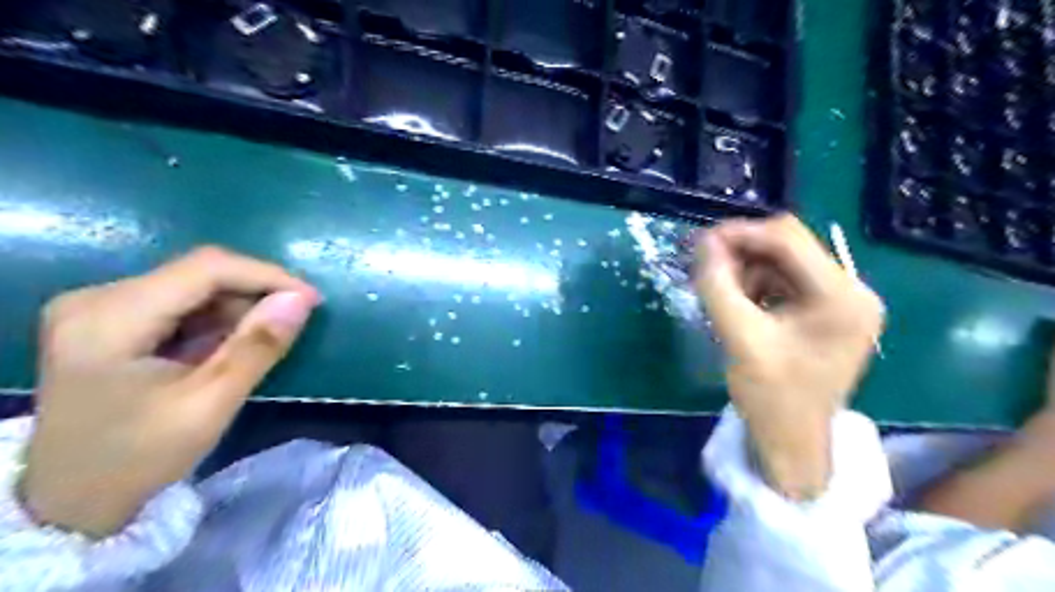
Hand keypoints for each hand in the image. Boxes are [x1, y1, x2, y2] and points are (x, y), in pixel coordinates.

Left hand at [19, 246, 317, 536]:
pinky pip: (180, 302)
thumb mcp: (210, 405)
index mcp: (109, 319)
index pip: (205, 269)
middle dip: (254, 292)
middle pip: (197, 272)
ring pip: (193, 284)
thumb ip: (257, 347)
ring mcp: (98, 306)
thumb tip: (302, 300)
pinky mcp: (108, 318)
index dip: (267, 276)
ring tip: (262, 340)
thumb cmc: (139, 458)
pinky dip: (216, 319)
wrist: (71, 499)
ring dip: (238, 307)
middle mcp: (96, 298)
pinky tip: (229, 345)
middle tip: (294, 320)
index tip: (313, 300)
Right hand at [698, 214, 883, 497]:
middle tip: (705, 267)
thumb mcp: (739, 337)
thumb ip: (718, 285)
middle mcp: (852, 291)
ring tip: (719, 291)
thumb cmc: (770, 396)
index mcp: (842, 297)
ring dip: (747, 270)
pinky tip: (737, 302)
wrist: (792, 442)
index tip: (701, 243)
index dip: (740, 234)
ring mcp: (842, 302)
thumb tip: (704, 243)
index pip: (788, 240)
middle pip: (788, 248)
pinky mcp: (828, 313)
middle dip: (742, 252)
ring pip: (784, 263)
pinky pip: (787, 282)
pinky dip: (757, 286)